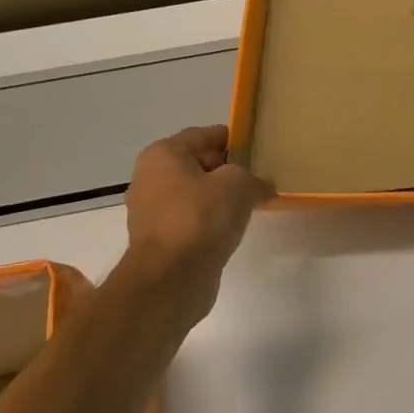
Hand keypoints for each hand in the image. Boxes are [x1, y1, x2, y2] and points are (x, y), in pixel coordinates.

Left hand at [124, 126, 272, 309]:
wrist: (171, 277)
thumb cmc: (201, 217)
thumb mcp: (239, 184)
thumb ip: (254, 177)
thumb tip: (262, 185)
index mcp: (163, 155)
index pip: (204, 135)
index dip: (233, 139)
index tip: (258, 148)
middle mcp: (151, 178)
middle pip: (198, 164)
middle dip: (228, 169)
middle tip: (259, 177)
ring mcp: (152, 211)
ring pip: (195, 194)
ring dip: (220, 197)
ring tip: (251, 203)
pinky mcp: (161, 240)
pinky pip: (193, 219)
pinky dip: (212, 220)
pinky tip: (233, 227)